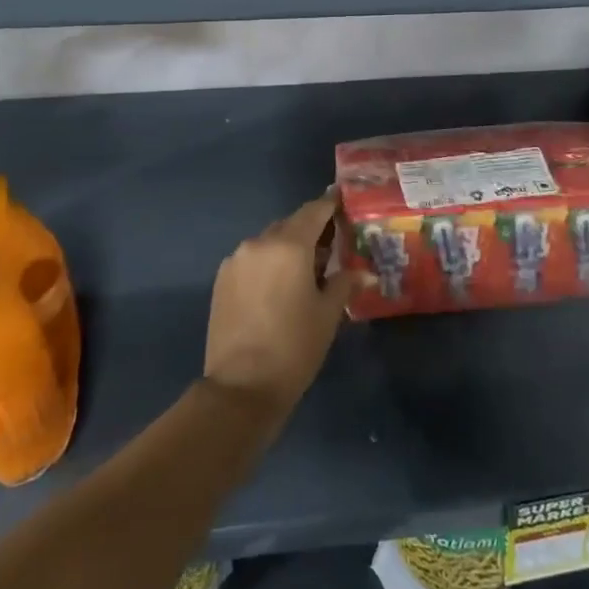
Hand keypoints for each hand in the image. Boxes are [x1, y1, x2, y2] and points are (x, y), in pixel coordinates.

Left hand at [203, 191, 365, 417]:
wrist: (241, 386)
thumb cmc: (294, 347)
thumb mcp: (328, 314)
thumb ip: (345, 284)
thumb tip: (367, 274)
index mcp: (289, 246)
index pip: (314, 211)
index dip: (331, 204)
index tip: (344, 201)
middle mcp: (259, 243)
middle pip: (290, 224)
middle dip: (311, 230)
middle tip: (332, 244)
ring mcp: (236, 260)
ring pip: (269, 241)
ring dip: (288, 247)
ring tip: (306, 269)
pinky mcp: (222, 279)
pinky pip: (251, 259)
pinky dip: (268, 262)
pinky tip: (278, 286)